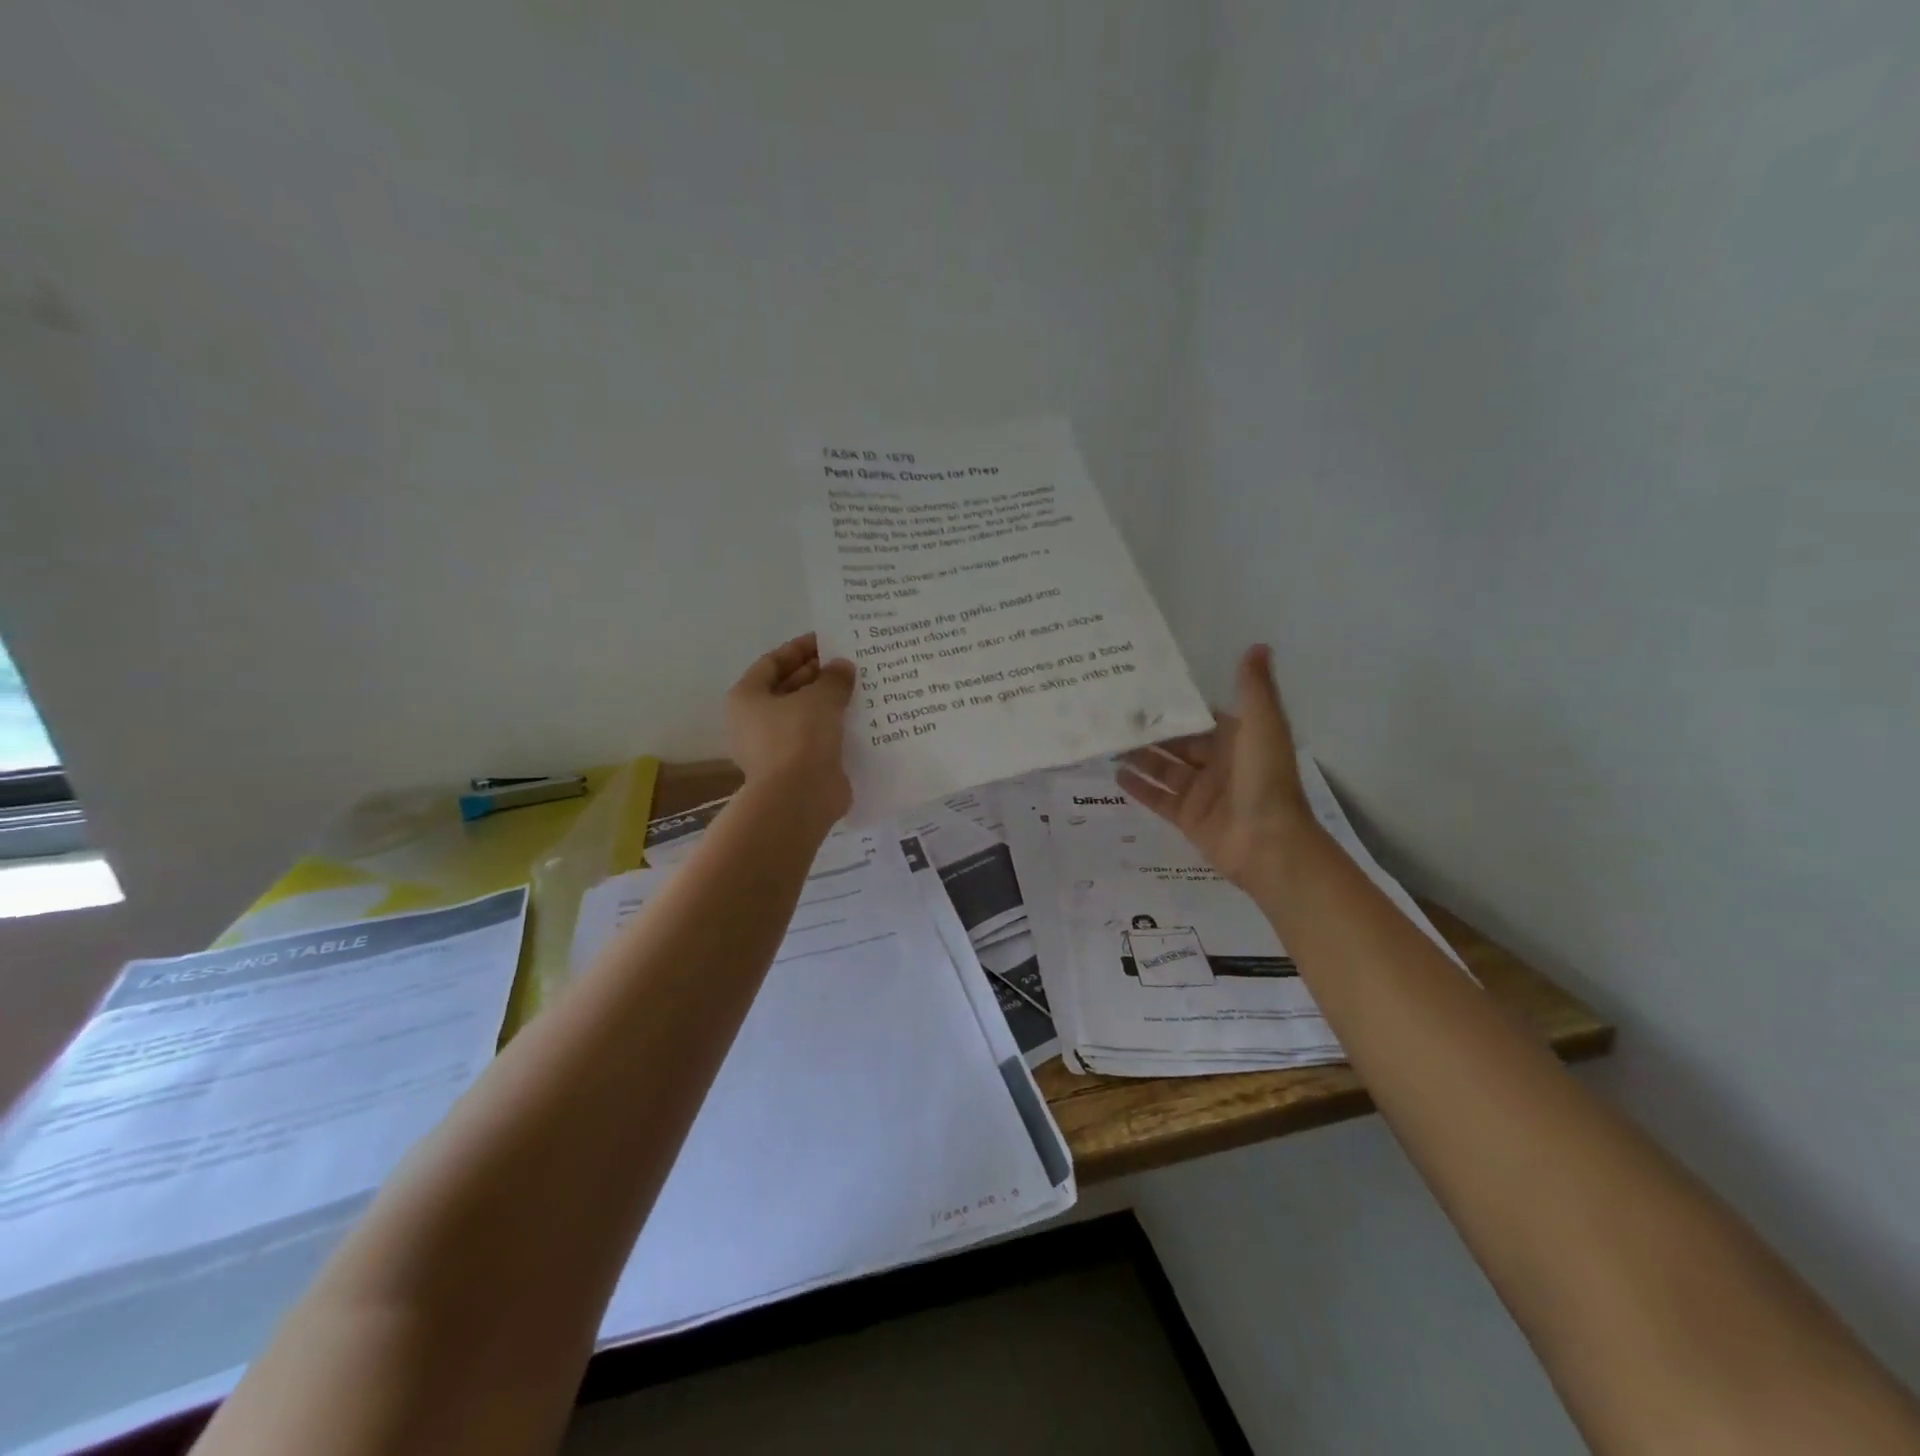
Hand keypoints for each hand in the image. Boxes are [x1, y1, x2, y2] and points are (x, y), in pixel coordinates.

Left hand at [725, 634, 856, 822]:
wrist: (800, 797)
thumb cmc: (799, 737)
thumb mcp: (820, 697)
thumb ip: (833, 677)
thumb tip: (842, 667)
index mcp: (747, 697)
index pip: (773, 662)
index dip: (800, 648)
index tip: (829, 640)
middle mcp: (754, 721)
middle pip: (788, 688)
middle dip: (818, 675)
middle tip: (850, 664)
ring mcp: (775, 747)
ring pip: (805, 716)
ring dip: (829, 703)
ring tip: (860, 688)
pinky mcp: (796, 768)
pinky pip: (817, 739)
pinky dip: (834, 728)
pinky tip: (860, 719)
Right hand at [1116, 644, 1315, 888]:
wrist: (1269, 844)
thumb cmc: (1264, 780)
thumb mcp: (1262, 726)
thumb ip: (1254, 688)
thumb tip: (1259, 645)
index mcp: (1238, 740)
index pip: (1200, 719)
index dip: (1174, 708)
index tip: (1141, 692)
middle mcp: (1219, 764)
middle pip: (1178, 745)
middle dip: (1150, 734)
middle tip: (1114, 718)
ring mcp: (1202, 793)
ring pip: (1165, 770)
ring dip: (1140, 758)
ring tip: (1108, 744)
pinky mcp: (1188, 819)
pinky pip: (1159, 799)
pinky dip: (1140, 788)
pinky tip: (1116, 775)